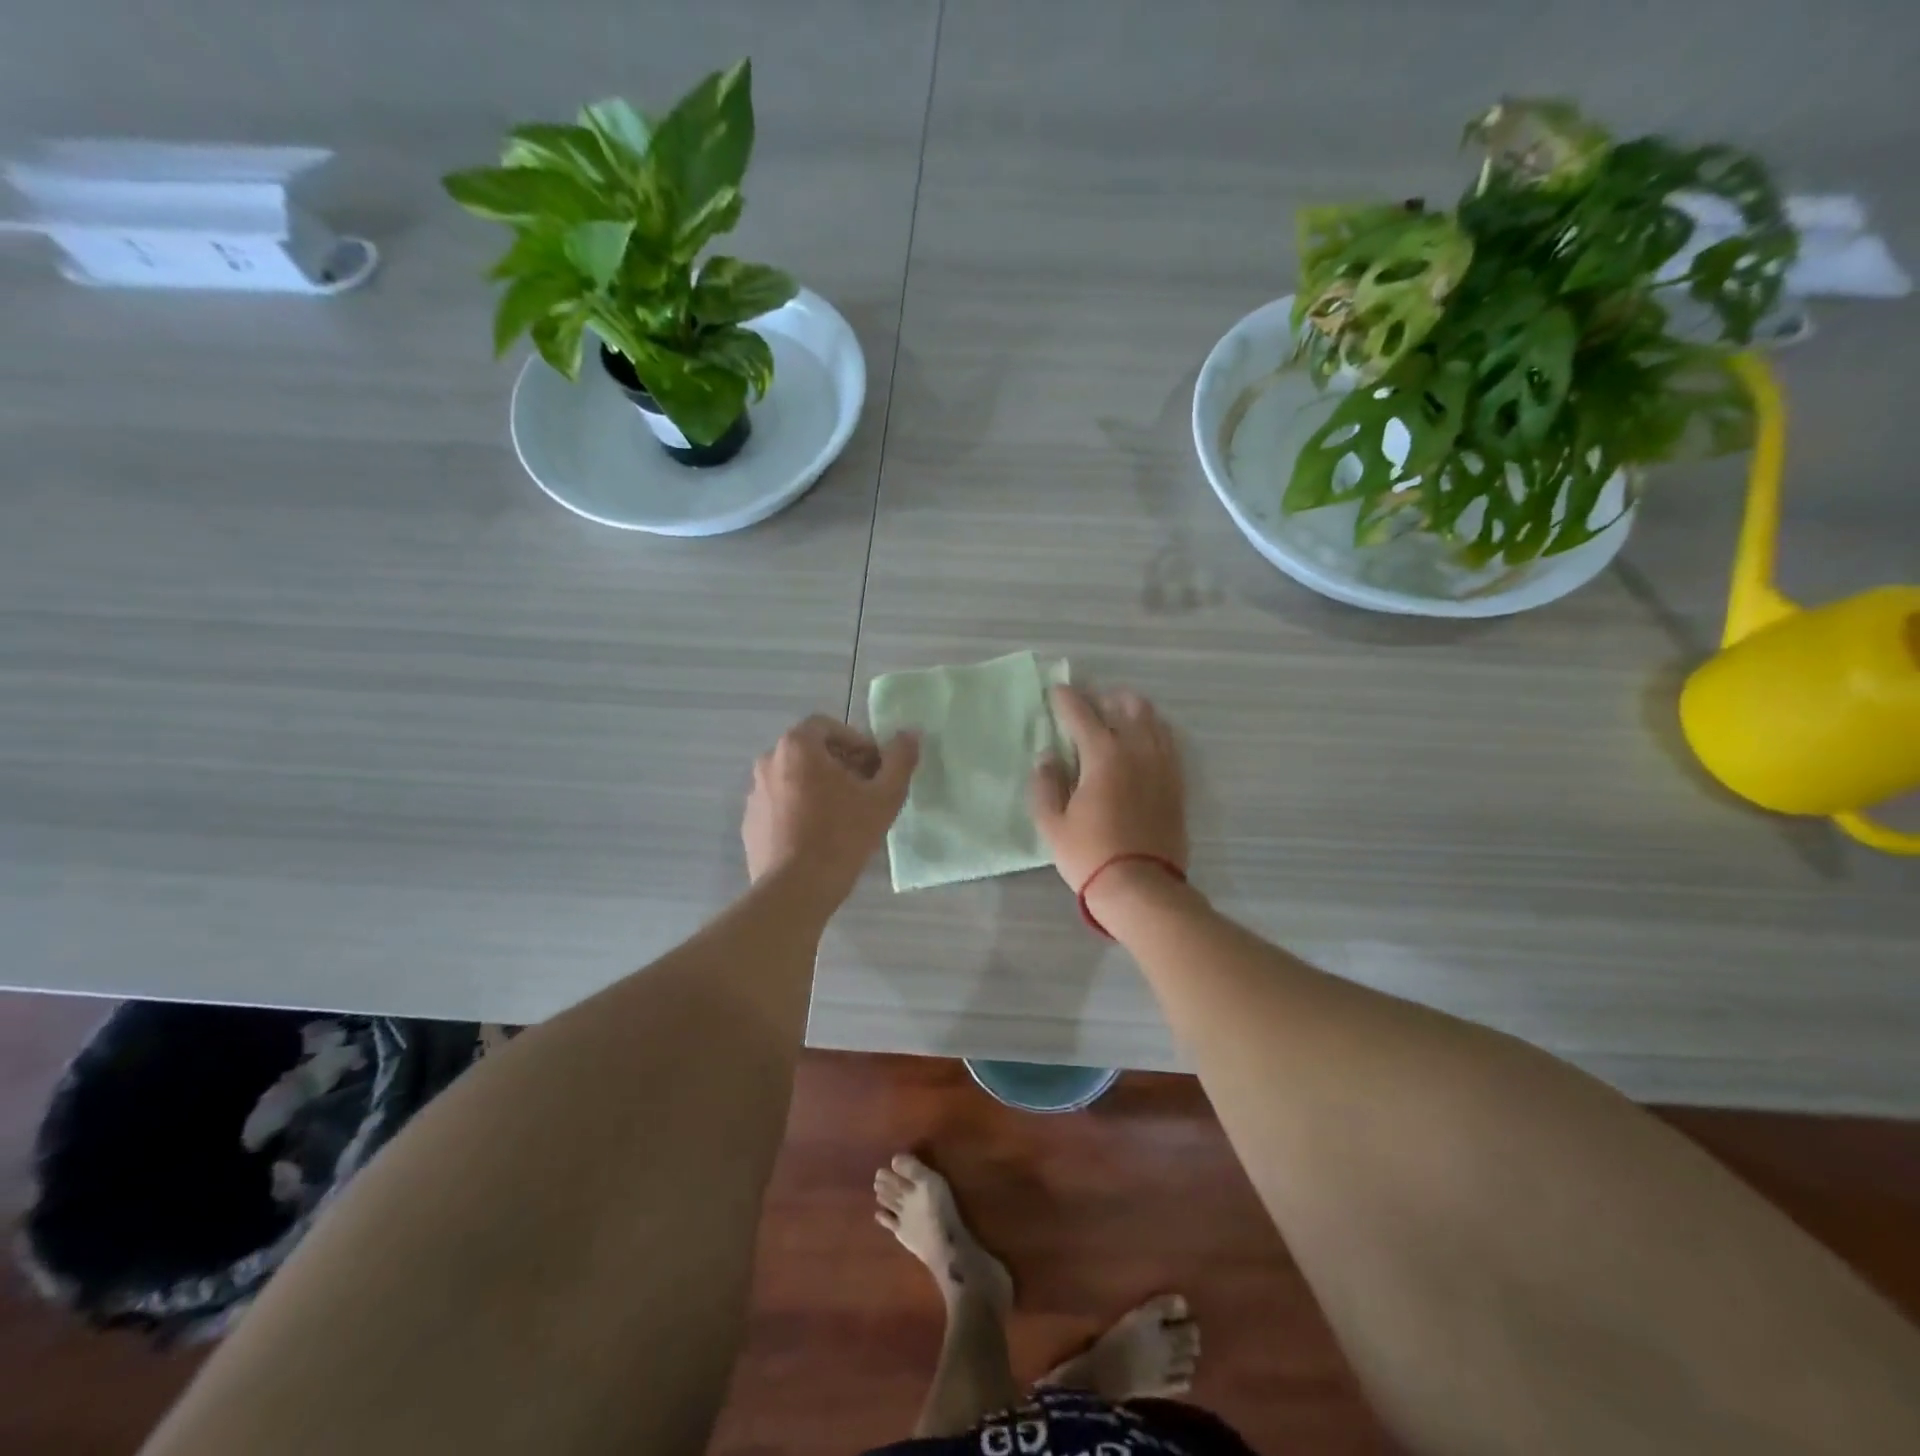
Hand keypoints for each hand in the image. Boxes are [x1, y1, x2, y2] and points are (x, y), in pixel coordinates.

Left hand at [742, 715, 919, 912]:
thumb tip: (911, 734)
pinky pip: (781, 805)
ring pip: (796, 779)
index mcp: (797, 746)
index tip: (875, 769)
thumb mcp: (884, 797)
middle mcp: (769, 761)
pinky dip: (801, 810)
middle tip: (866, 792)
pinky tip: (820, 837)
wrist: (794, 890)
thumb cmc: (842, 836)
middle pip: (812, 752)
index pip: (829, 727)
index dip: (857, 743)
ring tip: (845, 817)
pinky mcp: (751, 822)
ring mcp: (755, 793)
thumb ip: (900, 760)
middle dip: (841, 766)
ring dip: (821, 788)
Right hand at [1028, 685, 1187, 903]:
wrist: (1141, 888)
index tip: (1056, 691)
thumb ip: (1045, 784)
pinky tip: (1142, 742)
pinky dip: (1153, 732)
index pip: (1082, 713)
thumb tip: (1048, 756)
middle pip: (1126, 705)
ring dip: (1133, 711)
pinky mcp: (1177, 783)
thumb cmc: (1089, 855)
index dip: (1066, 699)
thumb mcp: (1052, 824)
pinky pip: (1168, 743)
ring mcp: (1163, 765)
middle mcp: (1137, 750)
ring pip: (1153, 720)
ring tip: (1117, 717)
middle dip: (1104, 698)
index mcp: (1103, 754)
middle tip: (1088, 705)